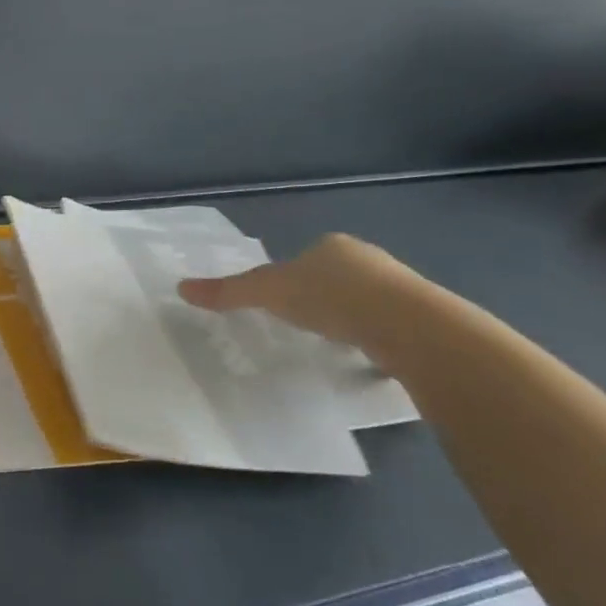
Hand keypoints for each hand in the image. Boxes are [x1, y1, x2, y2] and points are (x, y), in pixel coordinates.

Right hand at [175, 233, 403, 347]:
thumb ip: (229, 292)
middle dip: (324, 296)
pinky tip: (368, 359)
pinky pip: (392, 328)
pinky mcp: (425, 321)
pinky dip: (378, 340)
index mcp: (333, 246)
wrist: (409, 326)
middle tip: (305, 323)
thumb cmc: (332, 297)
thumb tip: (181, 288)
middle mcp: (369, 260)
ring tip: (335, 344)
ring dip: (353, 318)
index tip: (282, 301)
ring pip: (367, 302)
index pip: (308, 256)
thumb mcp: (269, 292)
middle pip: (338, 277)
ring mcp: (403, 290)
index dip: (293, 276)